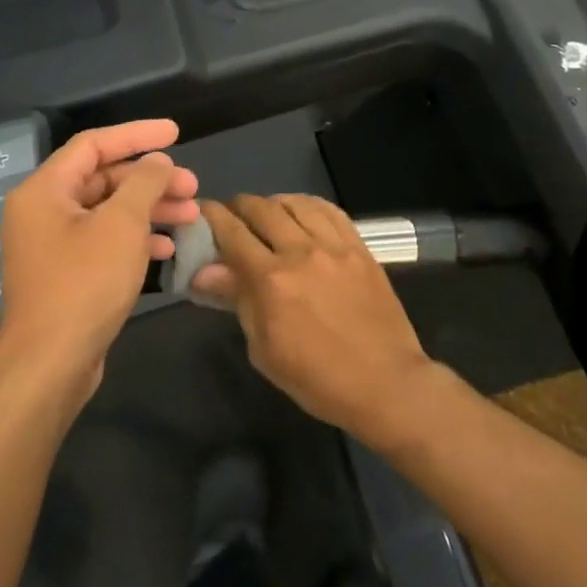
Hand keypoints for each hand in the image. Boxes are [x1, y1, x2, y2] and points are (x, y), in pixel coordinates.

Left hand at [0, 120, 198, 411]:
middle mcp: (43, 211)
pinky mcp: (66, 273)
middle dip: (151, 180)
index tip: (176, 133)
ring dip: (150, 209)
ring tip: (192, 215)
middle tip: (193, 186)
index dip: (137, 134)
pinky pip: (105, 241)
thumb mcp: (122, 225)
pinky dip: (136, 238)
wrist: (51, 364)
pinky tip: (167, 249)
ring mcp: (53, 245)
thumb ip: (143, 184)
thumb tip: (158, 162)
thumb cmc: (84, 284)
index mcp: (45, 190)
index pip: (94, 144)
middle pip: (103, 179)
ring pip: (109, 212)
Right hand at [193, 195, 436, 441]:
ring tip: (266, 214)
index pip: (232, 232)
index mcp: (271, 280)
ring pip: (296, 203)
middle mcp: (301, 252)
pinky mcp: (360, 248)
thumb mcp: (264, 349)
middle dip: (240, 206)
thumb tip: (204, 272)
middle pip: (262, 209)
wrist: (384, 383)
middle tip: (232, 216)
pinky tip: (302, 213)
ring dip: (273, 203)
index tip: (202, 212)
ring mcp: (335, 246)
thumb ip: (238, 301)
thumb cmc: (316, 378)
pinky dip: (309, 205)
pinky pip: (330, 211)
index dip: (212, 216)